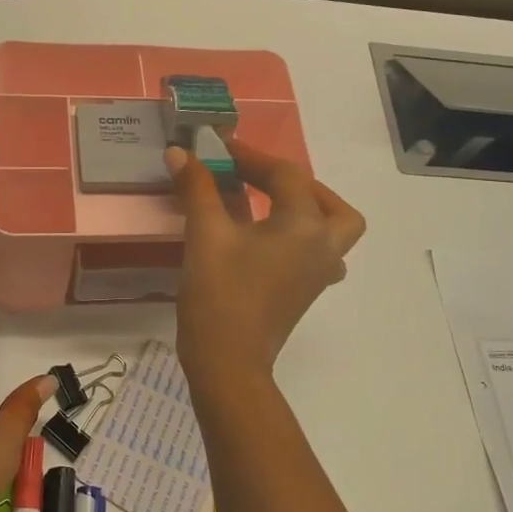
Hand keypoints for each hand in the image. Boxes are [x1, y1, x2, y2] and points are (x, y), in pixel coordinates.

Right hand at [164, 139, 365, 387]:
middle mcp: (324, 247)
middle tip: (261, 180)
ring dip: (307, 212)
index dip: (250, 156)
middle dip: (297, 185)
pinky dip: (299, 240)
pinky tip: (266, 243)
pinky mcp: (305, 293)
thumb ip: (198, 188)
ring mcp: (318, 275)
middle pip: (330, 205)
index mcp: (306, 226)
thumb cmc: (220, 294)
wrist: (227, 363)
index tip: (218, 148)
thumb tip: (180, 152)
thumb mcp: (205, 234)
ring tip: (269, 207)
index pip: (285, 175)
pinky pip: (316, 255)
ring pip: (332, 232)